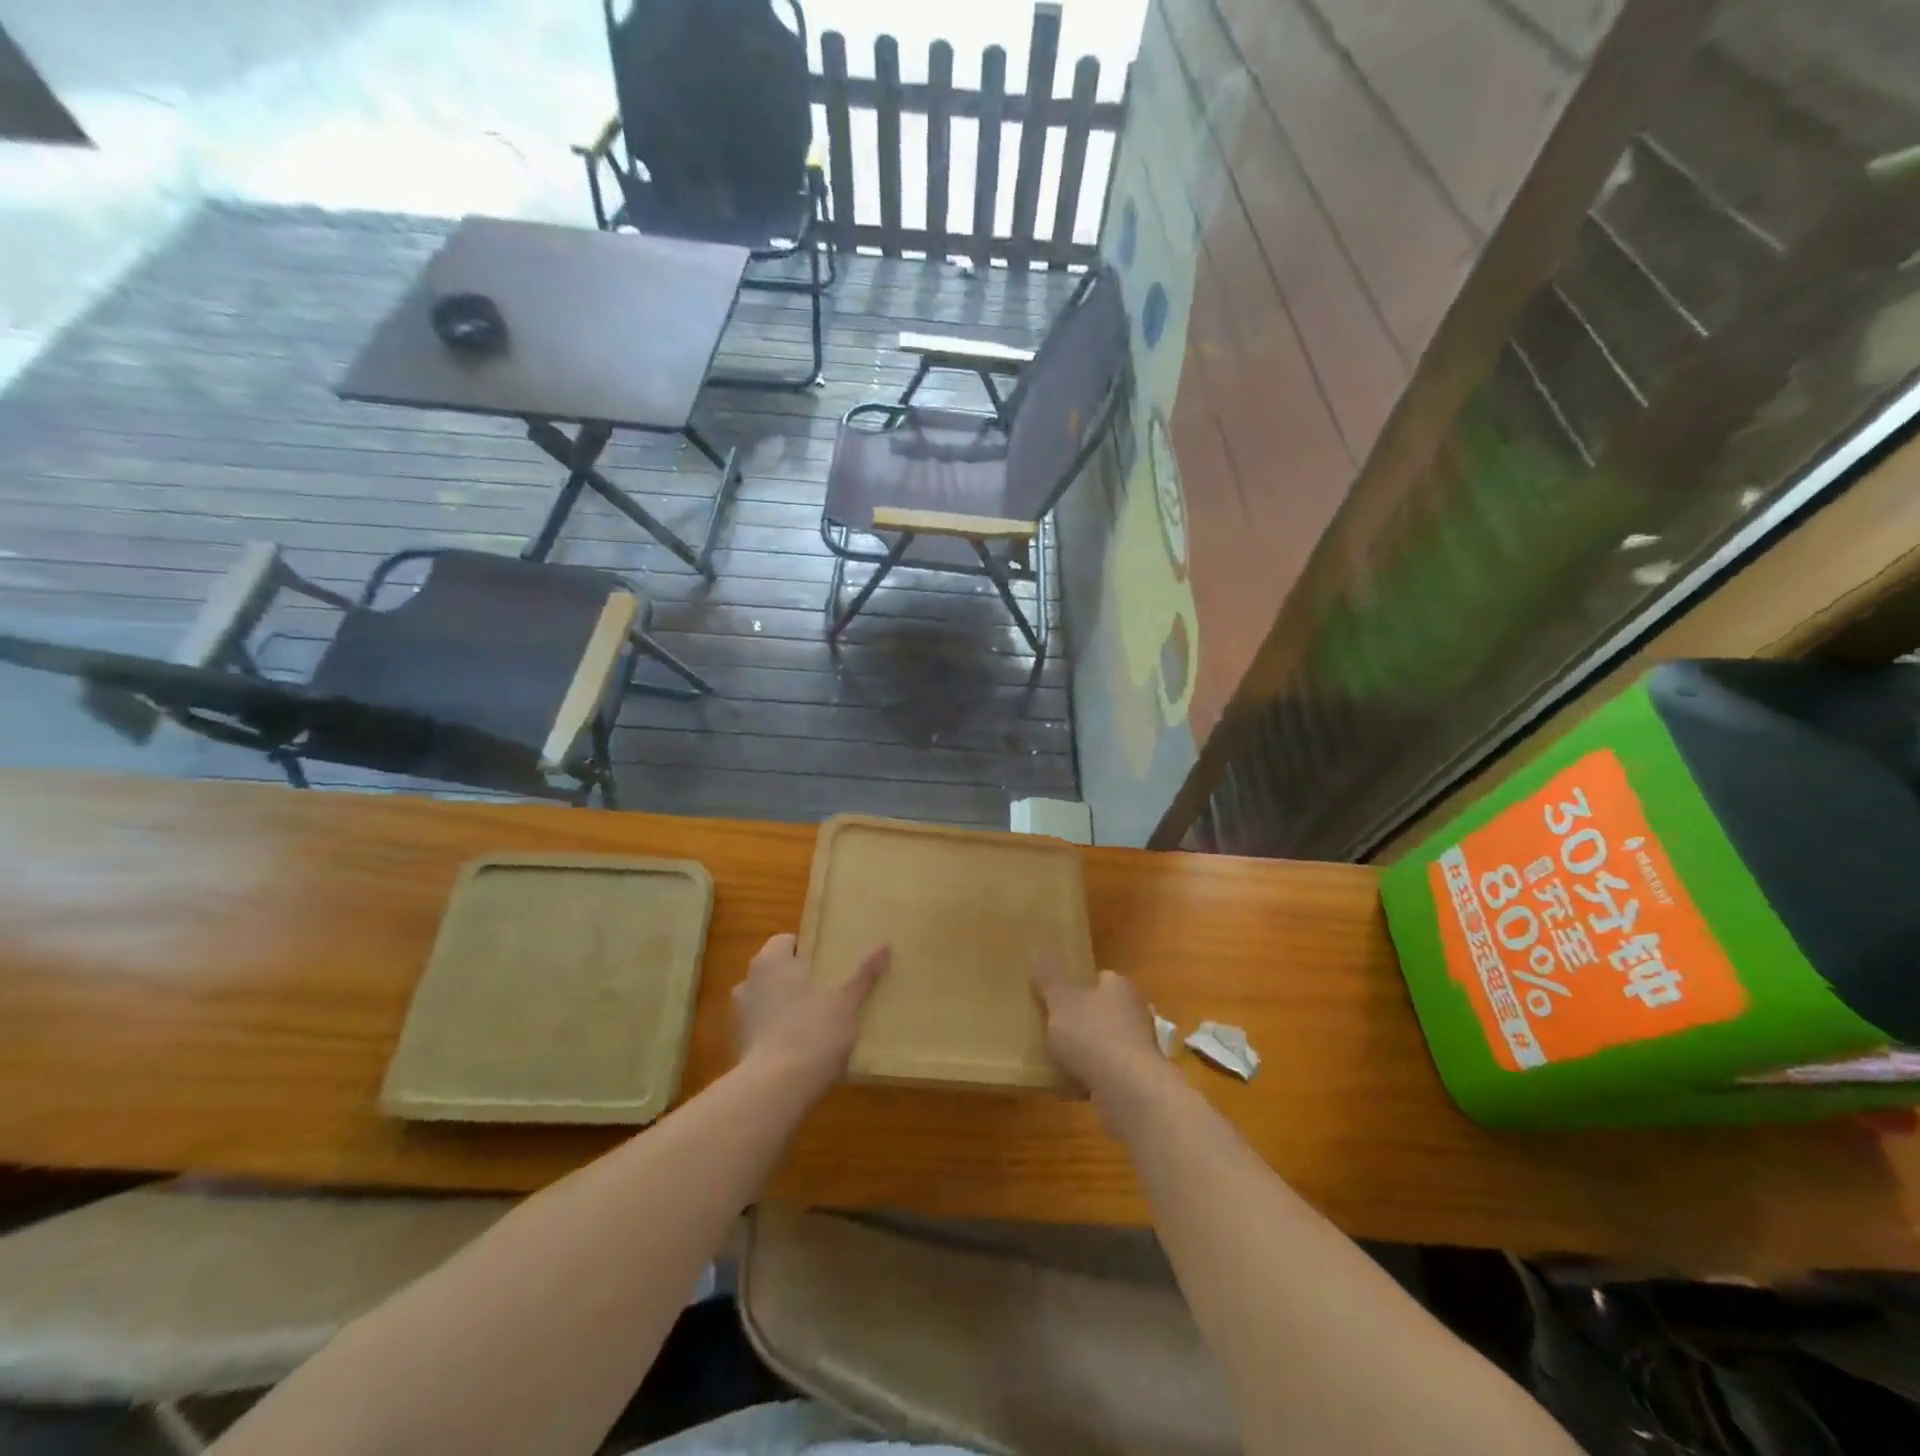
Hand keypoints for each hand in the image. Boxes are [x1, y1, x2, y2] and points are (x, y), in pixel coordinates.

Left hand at [733, 934, 888, 1094]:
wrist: (776, 1090)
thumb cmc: (811, 1031)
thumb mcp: (846, 1001)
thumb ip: (863, 973)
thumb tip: (885, 945)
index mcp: (770, 961)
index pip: (787, 940)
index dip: (809, 948)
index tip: (832, 960)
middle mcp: (749, 982)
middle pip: (778, 970)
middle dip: (801, 977)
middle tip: (832, 986)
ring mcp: (741, 1016)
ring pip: (771, 999)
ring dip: (790, 1004)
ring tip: (821, 1017)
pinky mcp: (741, 1046)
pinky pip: (766, 1027)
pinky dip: (781, 1030)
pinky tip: (806, 1045)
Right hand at [1032, 959, 1175, 1123]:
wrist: (1129, 1091)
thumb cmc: (1093, 1036)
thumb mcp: (1061, 1002)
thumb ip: (1049, 980)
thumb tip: (1040, 951)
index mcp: (1120, 987)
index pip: (1101, 978)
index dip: (1079, 986)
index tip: (1058, 998)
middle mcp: (1136, 1012)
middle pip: (1104, 1011)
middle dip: (1083, 1020)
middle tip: (1054, 1029)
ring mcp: (1140, 1048)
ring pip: (1106, 1043)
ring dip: (1087, 1052)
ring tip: (1057, 1060)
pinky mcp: (1138, 1079)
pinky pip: (1108, 1073)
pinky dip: (1092, 1078)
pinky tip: (1070, 1086)